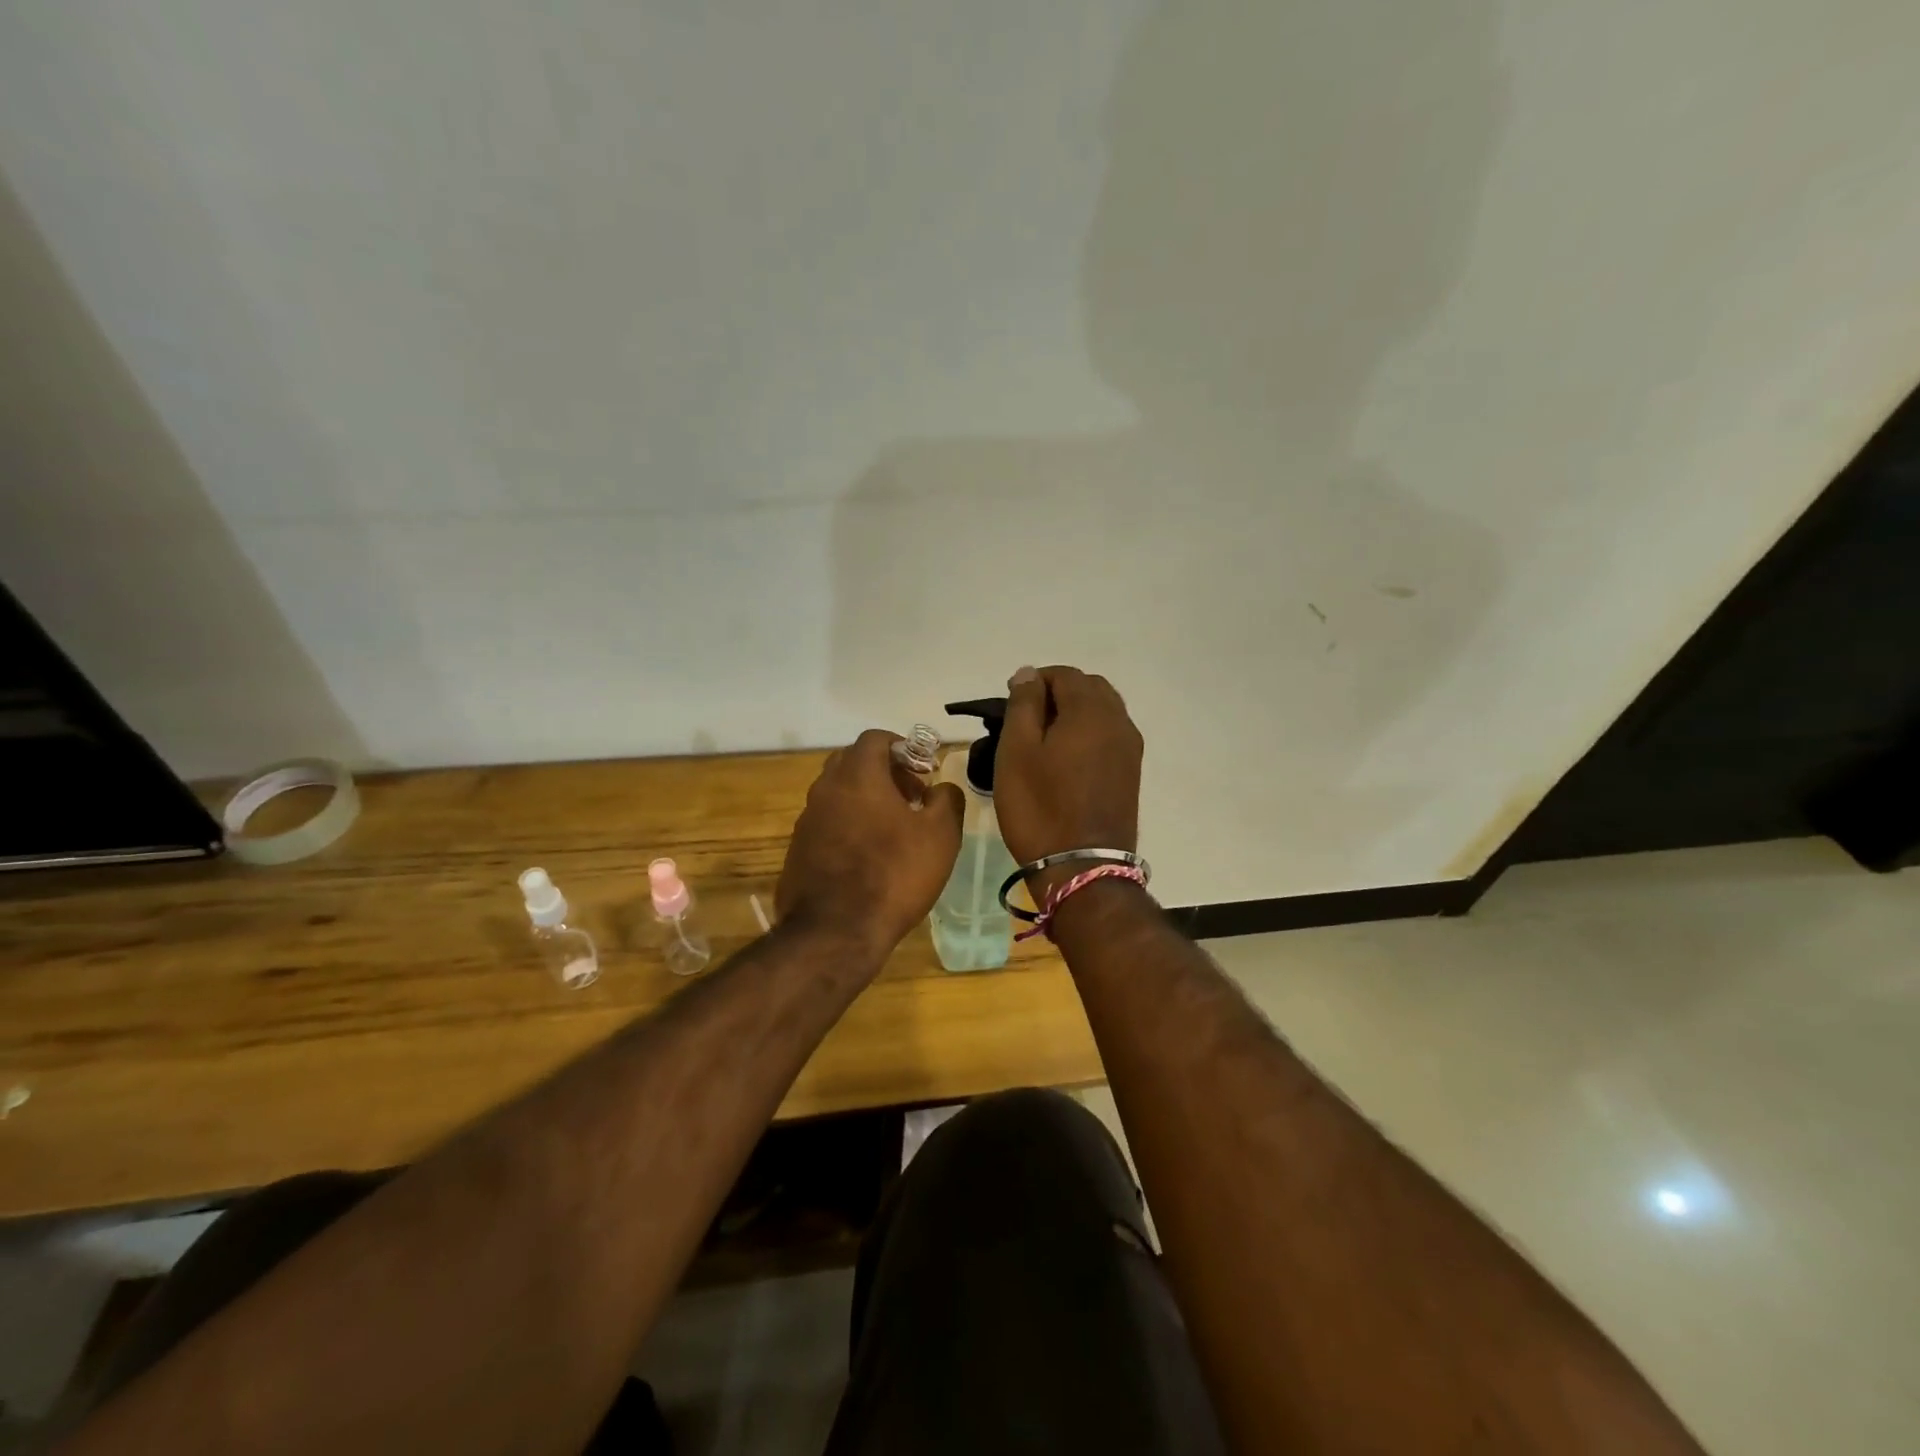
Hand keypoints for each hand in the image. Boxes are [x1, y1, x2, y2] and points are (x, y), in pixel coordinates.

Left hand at [776, 730, 963, 962]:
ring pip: (837, 794)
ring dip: (865, 800)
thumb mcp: (941, 835)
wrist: (836, 932)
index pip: (875, 739)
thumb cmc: (895, 874)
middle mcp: (825, 789)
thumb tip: (942, 788)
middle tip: (910, 796)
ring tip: (893, 830)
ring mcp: (807, 820)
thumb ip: (947, 800)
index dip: (903, 747)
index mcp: (857, 776)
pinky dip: (848, 826)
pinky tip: (868, 857)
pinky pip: (827, 824)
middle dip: (883, 771)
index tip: (923, 769)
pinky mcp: (798, 850)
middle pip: (852, 762)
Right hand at [996, 666, 1143, 872]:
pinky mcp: (1130, 772)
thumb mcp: (1017, 751)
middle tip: (1026, 720)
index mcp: (1090, 711)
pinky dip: (1088, 733)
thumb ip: (1023, 704)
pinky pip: (1110, 735)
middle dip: (1058, 692)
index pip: (1064, 674)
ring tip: (1045, 739)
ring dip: (1075, 712)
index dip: (1035, 681)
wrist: (1082, 867)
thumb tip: (1029, 674)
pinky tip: (1066, 758)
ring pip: (1103, 711)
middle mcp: (1118, 721)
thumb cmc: (1039, 807)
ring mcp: (1130, 749)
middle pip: (1089, 687)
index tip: (1010, 702)